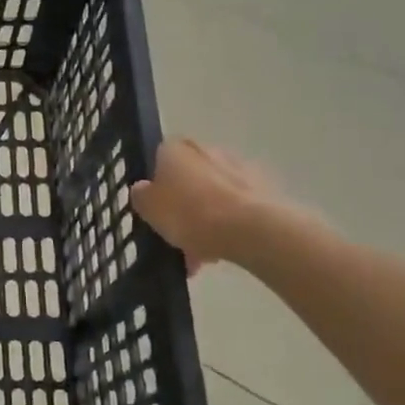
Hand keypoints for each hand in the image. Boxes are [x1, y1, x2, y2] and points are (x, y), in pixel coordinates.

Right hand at [131, 139, 284, 273]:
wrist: (252, 229)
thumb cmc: (190, 213)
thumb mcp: (148, 208)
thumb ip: (141, 196)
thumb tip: (143, 189)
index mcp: (175, 148)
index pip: (158, 160)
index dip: (156, 186)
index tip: (156, 210)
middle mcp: (206, 149)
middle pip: (188, 179)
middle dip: (183, 206)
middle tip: (177, 236)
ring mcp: (238, 168)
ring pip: (213, 196)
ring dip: (206, 220)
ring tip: (201, 256)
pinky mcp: (264, 189)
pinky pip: (236, 208)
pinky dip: (228, 226)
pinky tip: (223, 252)